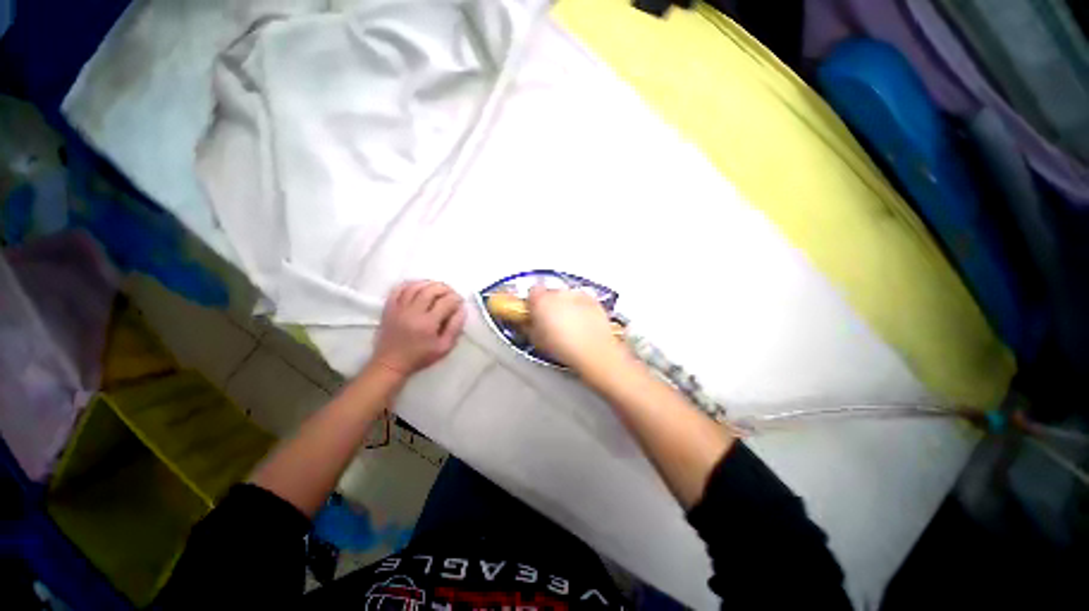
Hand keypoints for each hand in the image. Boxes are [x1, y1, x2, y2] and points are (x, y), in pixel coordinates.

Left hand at [371, 281, 465, 377]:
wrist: (391, 363)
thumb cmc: (420, 357)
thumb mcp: (444, 347)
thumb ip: (455, 327)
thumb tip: (462, 310)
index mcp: (428, 323)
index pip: (446, 302)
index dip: (456, 298)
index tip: (460, 301)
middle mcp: (413, 312)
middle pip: (431, 290)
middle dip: (445, 288)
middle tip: (451, 293)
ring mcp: (399, 308)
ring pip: (415, 286)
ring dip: (429, 284)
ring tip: (438, 288)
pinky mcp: (389, 308)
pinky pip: (399, 289)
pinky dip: (411, 284)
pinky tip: (419, 286)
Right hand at [526, 286, 625, 371]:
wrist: (593, 350)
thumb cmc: (561, 347)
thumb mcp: (536, 340)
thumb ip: (529, 326)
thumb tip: (529, 322)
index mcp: (541, 300)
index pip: (532, 292)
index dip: (533, 303)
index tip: (535, 314)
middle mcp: (559, 292)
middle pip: (550, 293)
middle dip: (550, 304)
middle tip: (551, 322)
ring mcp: (577, 294)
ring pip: (567, 296)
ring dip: (566, 305)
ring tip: (569, 324)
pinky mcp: (593, 300)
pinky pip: (583, 300)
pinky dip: (581, 308)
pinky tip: (583, 323)